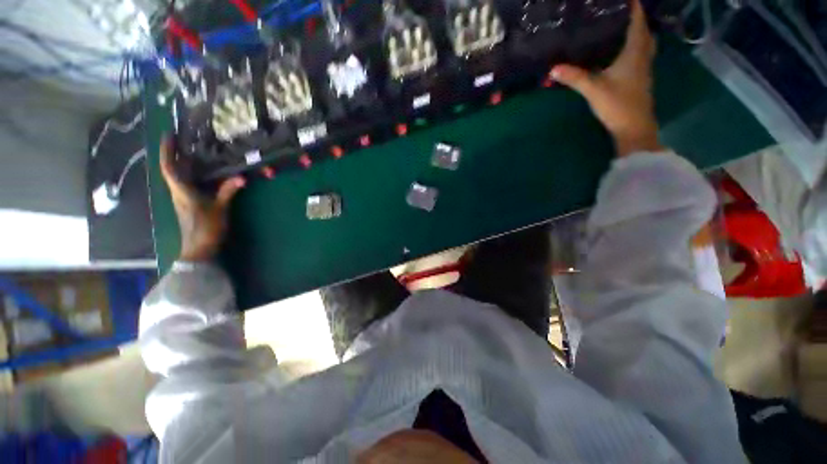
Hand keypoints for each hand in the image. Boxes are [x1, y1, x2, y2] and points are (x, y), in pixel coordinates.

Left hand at [160, 137, 245, 261]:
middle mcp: (178, 191)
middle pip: (173, 168)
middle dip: (176, 153)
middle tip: (187, 139)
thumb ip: (228, 191)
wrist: (199, 248)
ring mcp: (183, 198)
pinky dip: (193, 174)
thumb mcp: (219, 209)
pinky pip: (188, 183)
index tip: (169, 135)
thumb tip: (242, 177)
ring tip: (196, 151)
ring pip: (180, 176)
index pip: (169, 166)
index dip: (167, 150)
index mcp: (181, 190)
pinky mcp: (189, 203)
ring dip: (185, 163)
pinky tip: (204, 172)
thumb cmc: (206, 228)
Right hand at [551, 0, 660, 156]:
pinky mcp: (640, 79)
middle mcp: (643, 56)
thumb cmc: (618, 104)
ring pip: (645, 44)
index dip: (634, 8)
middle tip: (621, 14)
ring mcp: (643, 69)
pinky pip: (640, 55)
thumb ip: (575, 77)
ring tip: (622, 28)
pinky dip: (635, 48)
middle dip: (636, 20)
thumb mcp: (593, 89)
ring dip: (638, 33)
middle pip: (644, 31)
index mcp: (635, 52)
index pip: (637, 23)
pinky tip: (623, 52)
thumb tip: (553, 68)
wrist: (634, 127)